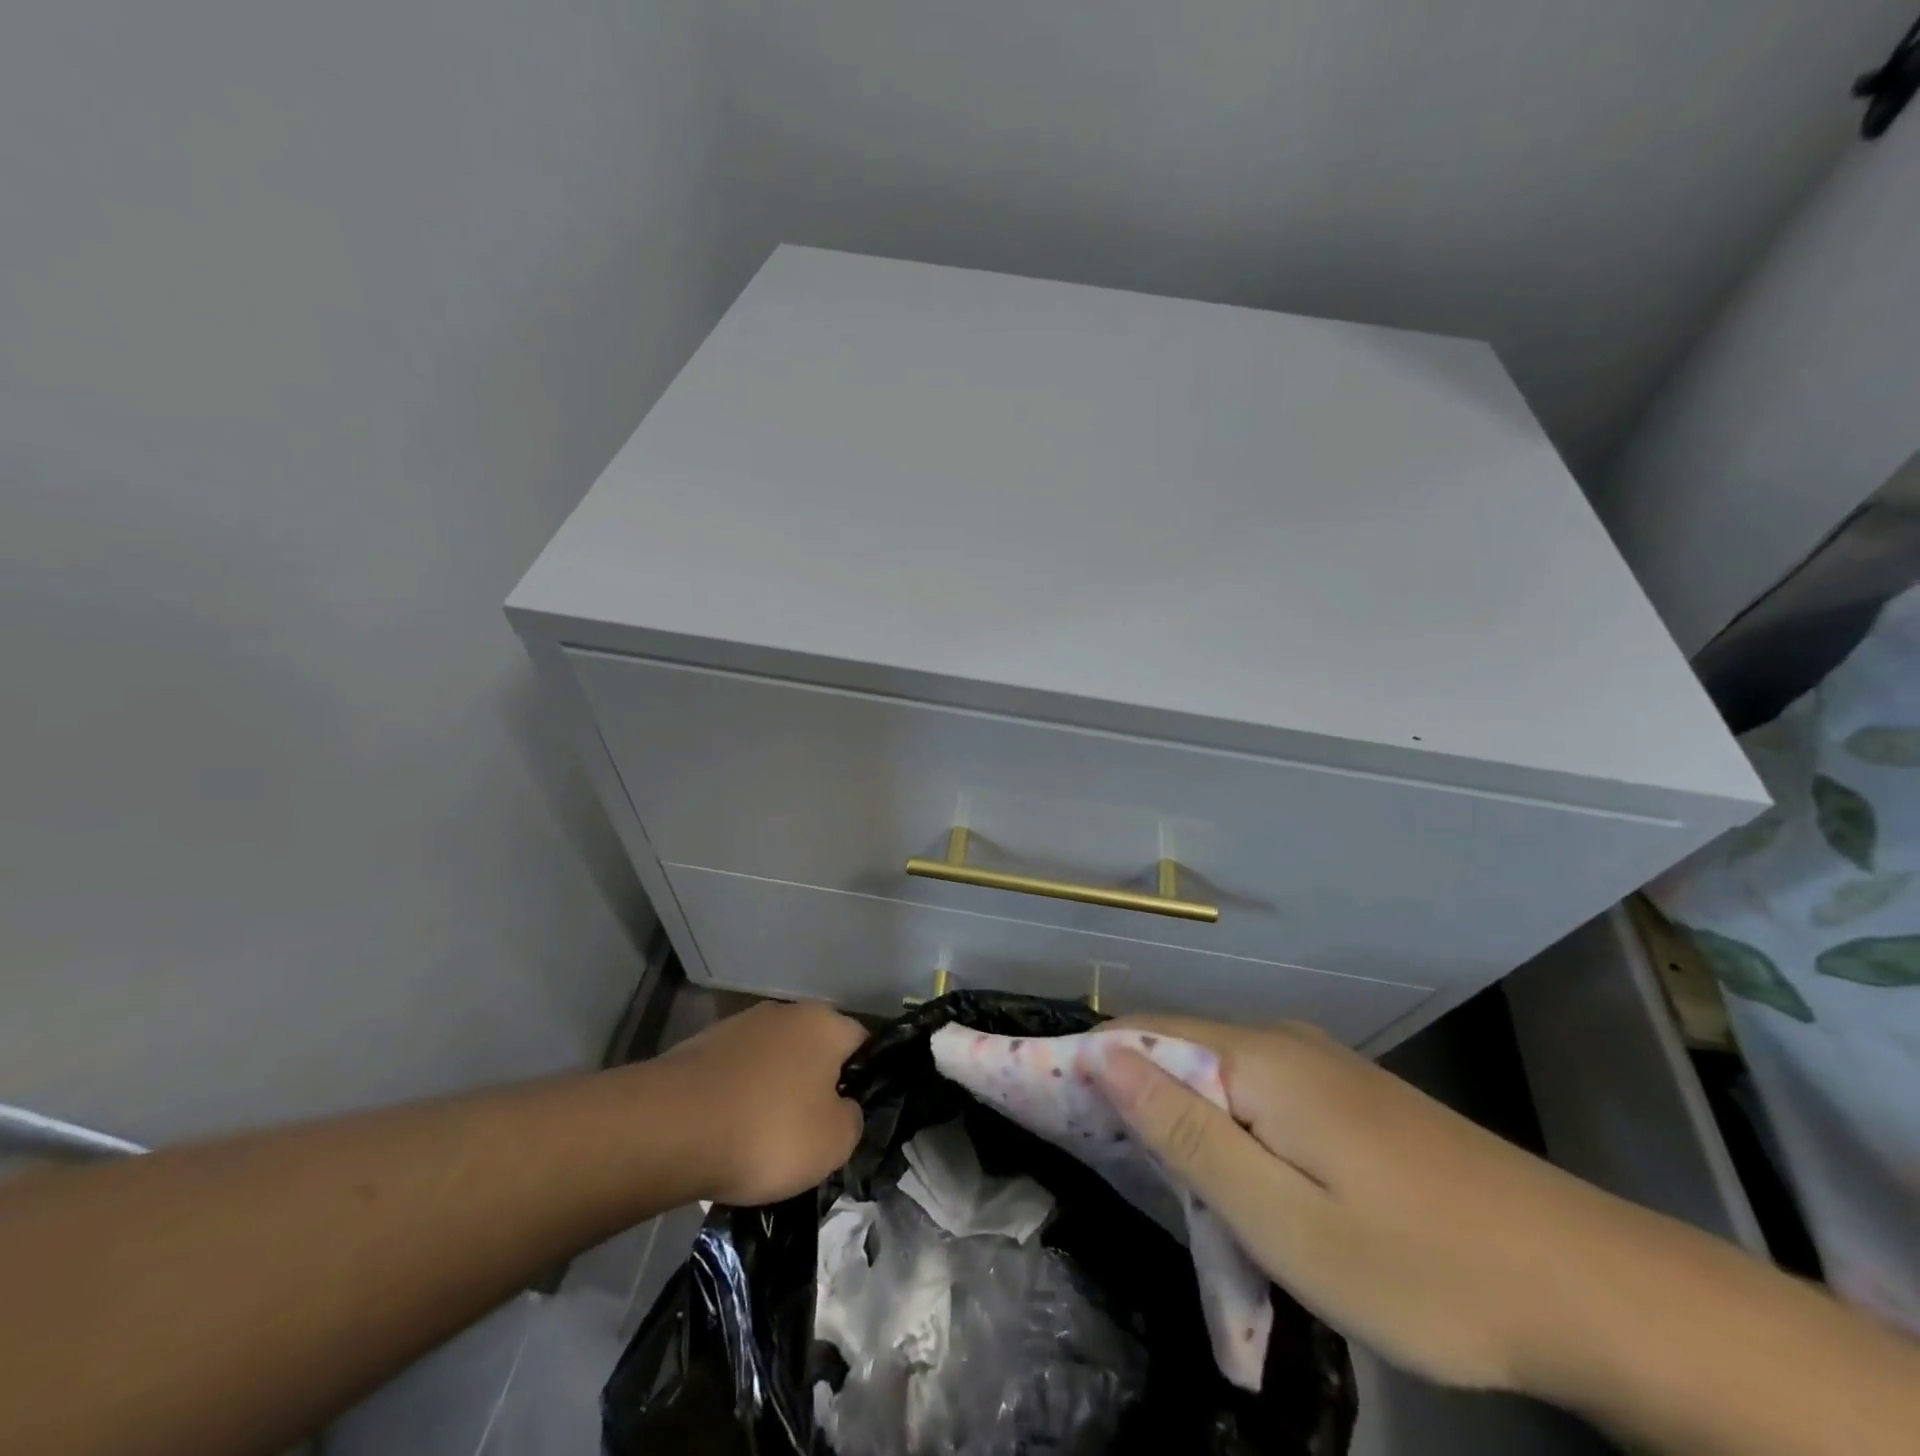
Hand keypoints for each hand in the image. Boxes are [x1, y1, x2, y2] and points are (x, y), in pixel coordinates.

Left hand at [655, 1000, 865, 1205]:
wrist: (670, 1128)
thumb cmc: (768, 1130)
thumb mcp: (834, 1142)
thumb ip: (853, 1120)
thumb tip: (844, 1108)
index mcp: (825, 1022)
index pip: (861, 1044)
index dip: (862, 1082)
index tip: (849, 1120)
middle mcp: (785, 1011)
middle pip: (814, 1051)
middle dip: (813, 1087)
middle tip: (808, 1136)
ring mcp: (739, 1025)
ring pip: (772, 1062)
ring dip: (772, 1093)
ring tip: (761, 1142)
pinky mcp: (701, 1047)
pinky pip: (735, 1076)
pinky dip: (736, 1100)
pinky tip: (726, 1135)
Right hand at [1081, 1015, 1624, 1393]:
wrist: (1586, 1285)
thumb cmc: (1419, 1266)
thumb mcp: (1282, 1218)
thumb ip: (1185, 1132)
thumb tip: (1103, 1055)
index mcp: (1257, 1059)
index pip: (1139, 1035)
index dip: (1087, 1066)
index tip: (1049, 1110)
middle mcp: (1281, 1041)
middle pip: (1176, 1052)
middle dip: (1133, 1101)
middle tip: (1110, 1174)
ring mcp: (1320, 1065)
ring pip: (1218, 1077)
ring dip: (1183, 1124)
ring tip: (1172, 1194)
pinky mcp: (1347, 1096)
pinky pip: (1258, 1095)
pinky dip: (1228, 1131)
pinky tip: (1240, 1184)